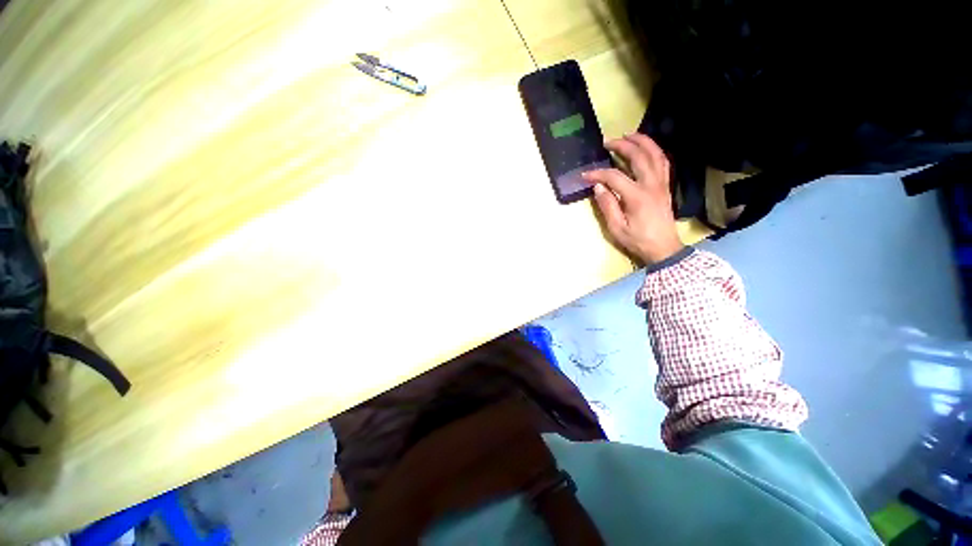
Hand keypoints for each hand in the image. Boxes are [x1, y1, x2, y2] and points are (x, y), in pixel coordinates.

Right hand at [583, 133, 683, 263]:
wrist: (663, 248)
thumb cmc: (638, 241)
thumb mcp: (616, 228)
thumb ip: (607, 206)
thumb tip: (598, 187)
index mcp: (637, 196)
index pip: (614, 177)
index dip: (598, 174)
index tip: (585, 175)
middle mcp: (652, 185)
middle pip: (639, 156)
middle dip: (622, 146)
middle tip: (608, 142)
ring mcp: (662, 184)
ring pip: (655, 154)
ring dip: (643, 142)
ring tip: (629, 135)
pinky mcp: (666, 186)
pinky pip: (663, 162)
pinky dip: (654, 151)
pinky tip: (646, 149)